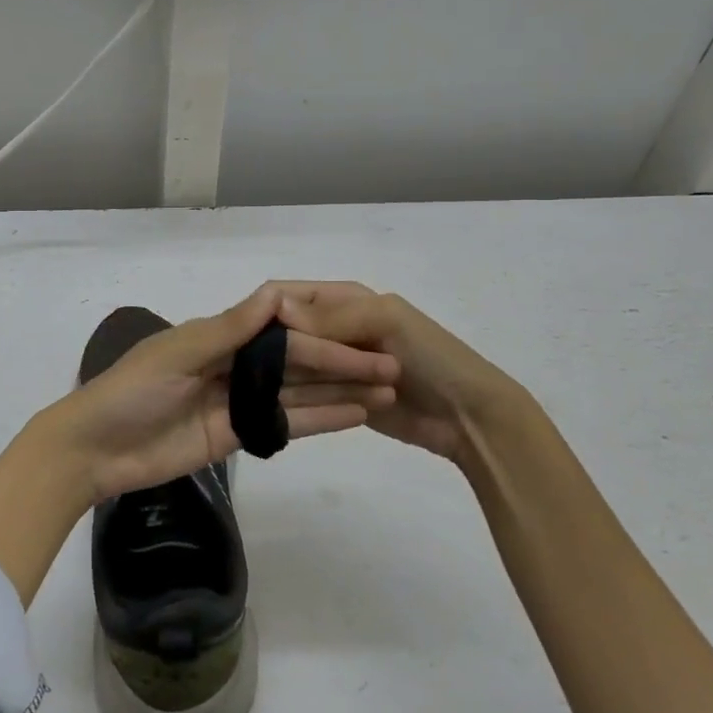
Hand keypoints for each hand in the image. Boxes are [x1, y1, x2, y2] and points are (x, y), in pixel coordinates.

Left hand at [48, 284, 399, 502]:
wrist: (93, 451)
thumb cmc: (130, 392)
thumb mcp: (177, 356)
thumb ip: (229, 329)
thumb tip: (276, 293)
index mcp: (219, 335)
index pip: (283, 330)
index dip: (324, 334)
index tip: (365, 336)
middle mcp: (234, 363)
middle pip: (298, 362)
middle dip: (343, 364)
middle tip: (392, 369)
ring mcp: (237, 401)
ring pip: (298, 393)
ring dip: (340, 392)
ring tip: (386, 391)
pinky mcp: (236, 435)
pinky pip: (283, 425)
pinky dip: (318, 420)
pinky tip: (356, 416)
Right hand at [272, 282, 546, 463]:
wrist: (468, 416)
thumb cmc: (432, 357)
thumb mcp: (386, 322)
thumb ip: (332, 317)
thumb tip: (275, 309)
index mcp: (343, 299)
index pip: (288, 295)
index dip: (267, 309)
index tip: (244, 335)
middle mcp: (332, 328)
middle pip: (286, 331)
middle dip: (275, 348)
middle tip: (256, 370)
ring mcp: (333, 365)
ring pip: (293, 366)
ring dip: (289, 377)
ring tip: (278, 391)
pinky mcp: (337, 397)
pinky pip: (308, 395)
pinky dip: (302, 400)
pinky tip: (289, 408)